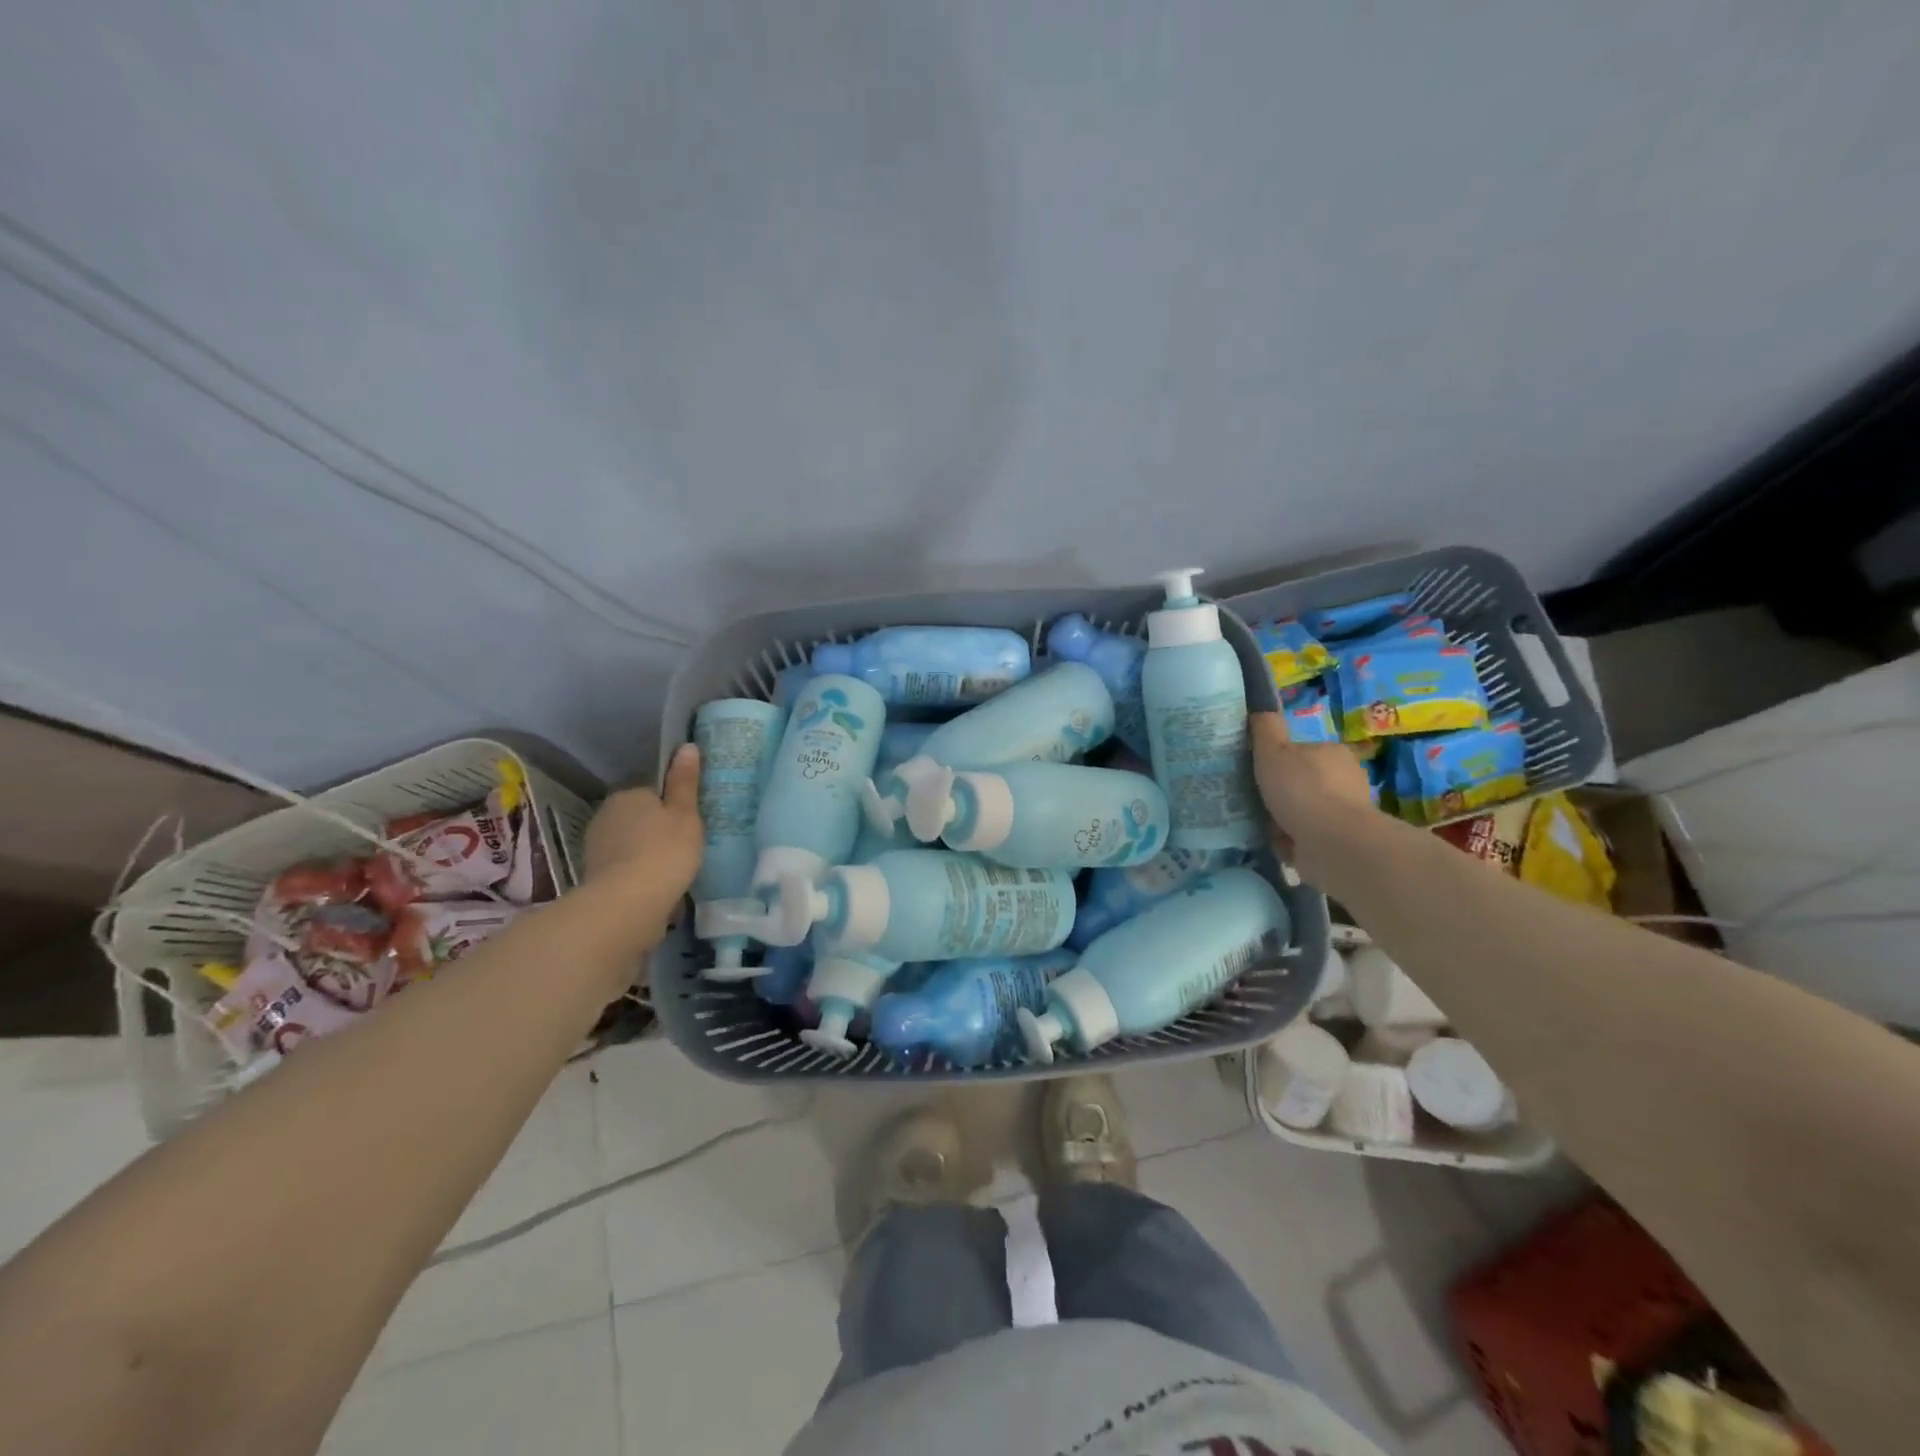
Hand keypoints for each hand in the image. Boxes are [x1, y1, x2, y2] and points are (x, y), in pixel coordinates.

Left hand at [583, 744, 704, 907]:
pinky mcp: (594, 875)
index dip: (672, 806)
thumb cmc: (665, 851)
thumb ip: (685, 782)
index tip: (688, 824)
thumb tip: (686, 746)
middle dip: (656, 828)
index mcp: (628, 794)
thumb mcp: (686, 814)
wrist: (627, 904)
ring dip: (645, 851)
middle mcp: (606, 814)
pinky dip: (636, 871)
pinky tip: (653, 885)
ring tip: (671, 869)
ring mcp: (596, 846)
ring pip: (629, 842)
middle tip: (683, 846)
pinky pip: (623, 865)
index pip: (652, 792)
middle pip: (638, 816)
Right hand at [1250, 712, 1374, 877]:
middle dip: (1282, 794)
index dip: (1277, 762)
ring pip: (1306, 812)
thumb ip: (1265, 728)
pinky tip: (1279, 845)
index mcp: (1333, 752)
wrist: (1333, 843)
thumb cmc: (1302, 790)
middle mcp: (1346, 779)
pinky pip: (1309, 838)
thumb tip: (1259, 707)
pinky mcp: (1343, 841)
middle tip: (1257, 803)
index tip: (1260, 775)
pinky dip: (1294, 842)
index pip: (1301, 752)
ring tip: (1263, 828)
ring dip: (1285, 820)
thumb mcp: (1273, 750)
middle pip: (1303, 783)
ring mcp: (1347, 812)